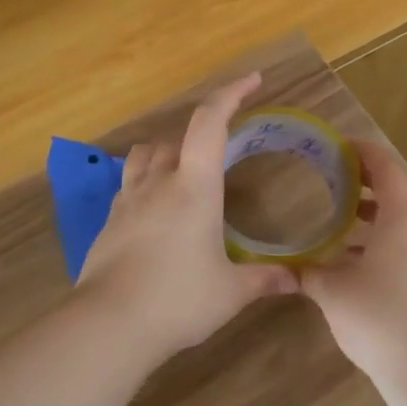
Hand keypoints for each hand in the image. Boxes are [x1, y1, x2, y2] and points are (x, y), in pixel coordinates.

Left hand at [77, 73, 298, 354]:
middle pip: (174, 139)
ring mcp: (127, 202)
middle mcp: (158, 183)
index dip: (230, 94)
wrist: (110, 324)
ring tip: (183, 177)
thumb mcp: (231, 292)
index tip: (251, 81)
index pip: (210, 123)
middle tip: (221, 155)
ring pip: (144, 158)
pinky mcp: (109, 224)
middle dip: (199, 137)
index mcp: (194, 187)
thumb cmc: (179, 300)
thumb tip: (297, 279)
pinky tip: (156, 215)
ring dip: (165, 155)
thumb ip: (265, 279)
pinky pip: (128, 187)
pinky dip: (145, 186)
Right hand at [300, 140, 406, 392]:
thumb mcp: (333, 291)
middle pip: (396, 188)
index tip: (332, 146)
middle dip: (363, 178)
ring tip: (337, 210)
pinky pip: (405, 242)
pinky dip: (379, 237)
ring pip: (401, 218)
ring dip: (372, 209)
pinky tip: (350, 256)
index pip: (384, 165)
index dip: (359, 150)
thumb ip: (307, 272)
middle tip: (329, 174)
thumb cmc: (381, 318)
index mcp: (404, 215)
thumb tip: (287, 267)